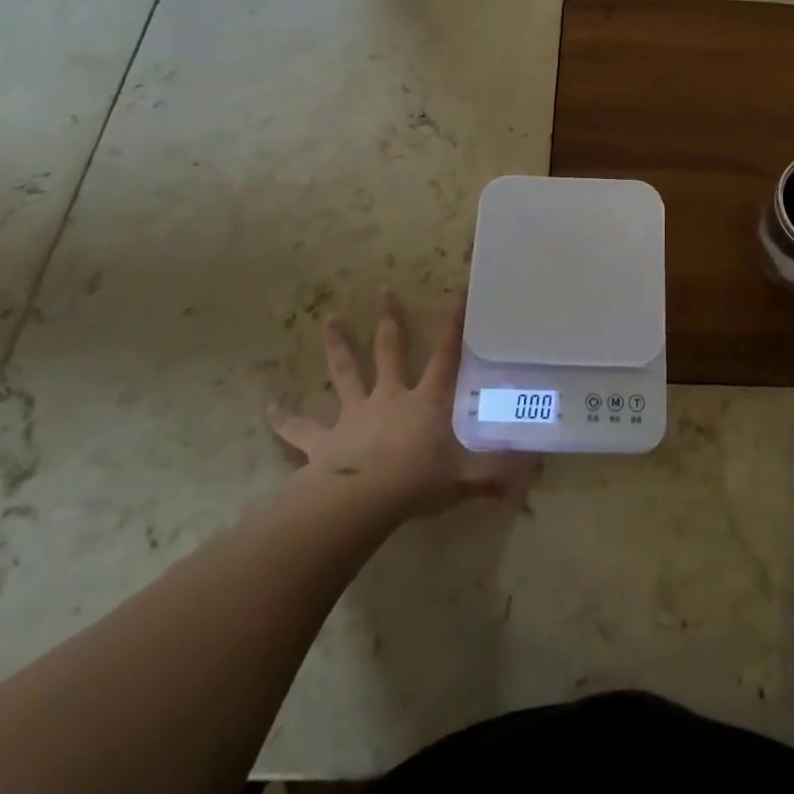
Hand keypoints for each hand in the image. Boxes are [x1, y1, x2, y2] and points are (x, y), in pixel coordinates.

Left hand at [268, 291, 532, 519]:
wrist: (360, 503)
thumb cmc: (415, 485)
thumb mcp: (461, 482)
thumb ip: (491, 478)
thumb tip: (525, 482)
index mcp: (424, 402)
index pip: (446, 357)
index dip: (454, 327)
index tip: (459, 295)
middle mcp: (389, 397)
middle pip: (389, 350)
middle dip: (390, 320)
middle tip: (384, 290)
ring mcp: (354, 415)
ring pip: (345, 372)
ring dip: (337, 345)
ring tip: (329, 318)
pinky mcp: (323, 441)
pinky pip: (300, 429)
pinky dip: (284, 419)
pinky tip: (267, 408)